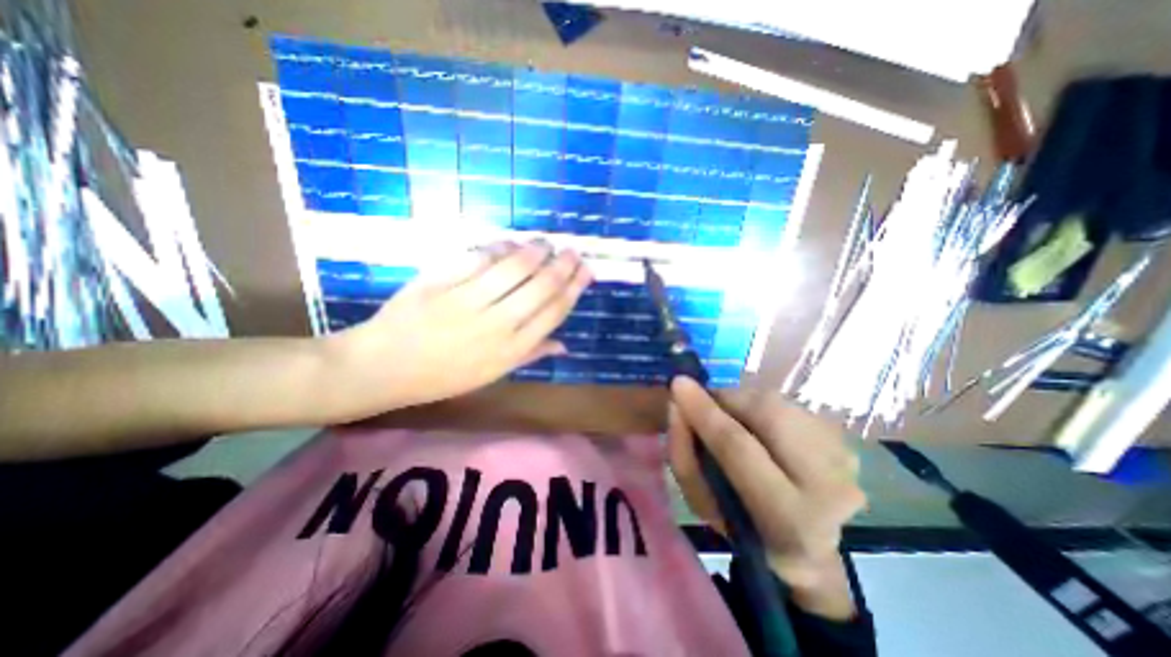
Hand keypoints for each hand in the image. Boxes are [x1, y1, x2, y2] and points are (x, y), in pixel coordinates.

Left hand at [319, 241, 595, 420]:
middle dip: (563, 265)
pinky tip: (511, 243)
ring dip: (536, 251)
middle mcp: (496, 325)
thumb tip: (564, 343)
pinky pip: (478, 258)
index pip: (553, 312)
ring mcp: (467, 301)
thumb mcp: (491, 375)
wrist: (382, 367)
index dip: (574, 288)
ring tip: (546, 243)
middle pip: (541, 287)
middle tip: (572, 251)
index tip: (586, 271)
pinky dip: (499, 247)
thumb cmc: (442, 377)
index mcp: (510, 350)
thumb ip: (530, 355)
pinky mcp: (441, 282)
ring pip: (514, 268)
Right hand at [667, 378, 866, 619]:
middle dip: (726, 399)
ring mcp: (845, 459)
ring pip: (778, 402)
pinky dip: (761, 406)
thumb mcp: (702, 503)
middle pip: (768, 413)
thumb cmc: (743, 527)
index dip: (704, 412)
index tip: (677, 384)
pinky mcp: (844, 440)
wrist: (808, 548)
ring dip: (743, 402)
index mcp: (787, 518)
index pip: (738, 447)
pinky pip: (789, 404)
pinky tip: (758, 426)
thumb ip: (683, 454)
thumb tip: (677, 404)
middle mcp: (829, 487)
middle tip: (704, 402)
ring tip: (731, 418)